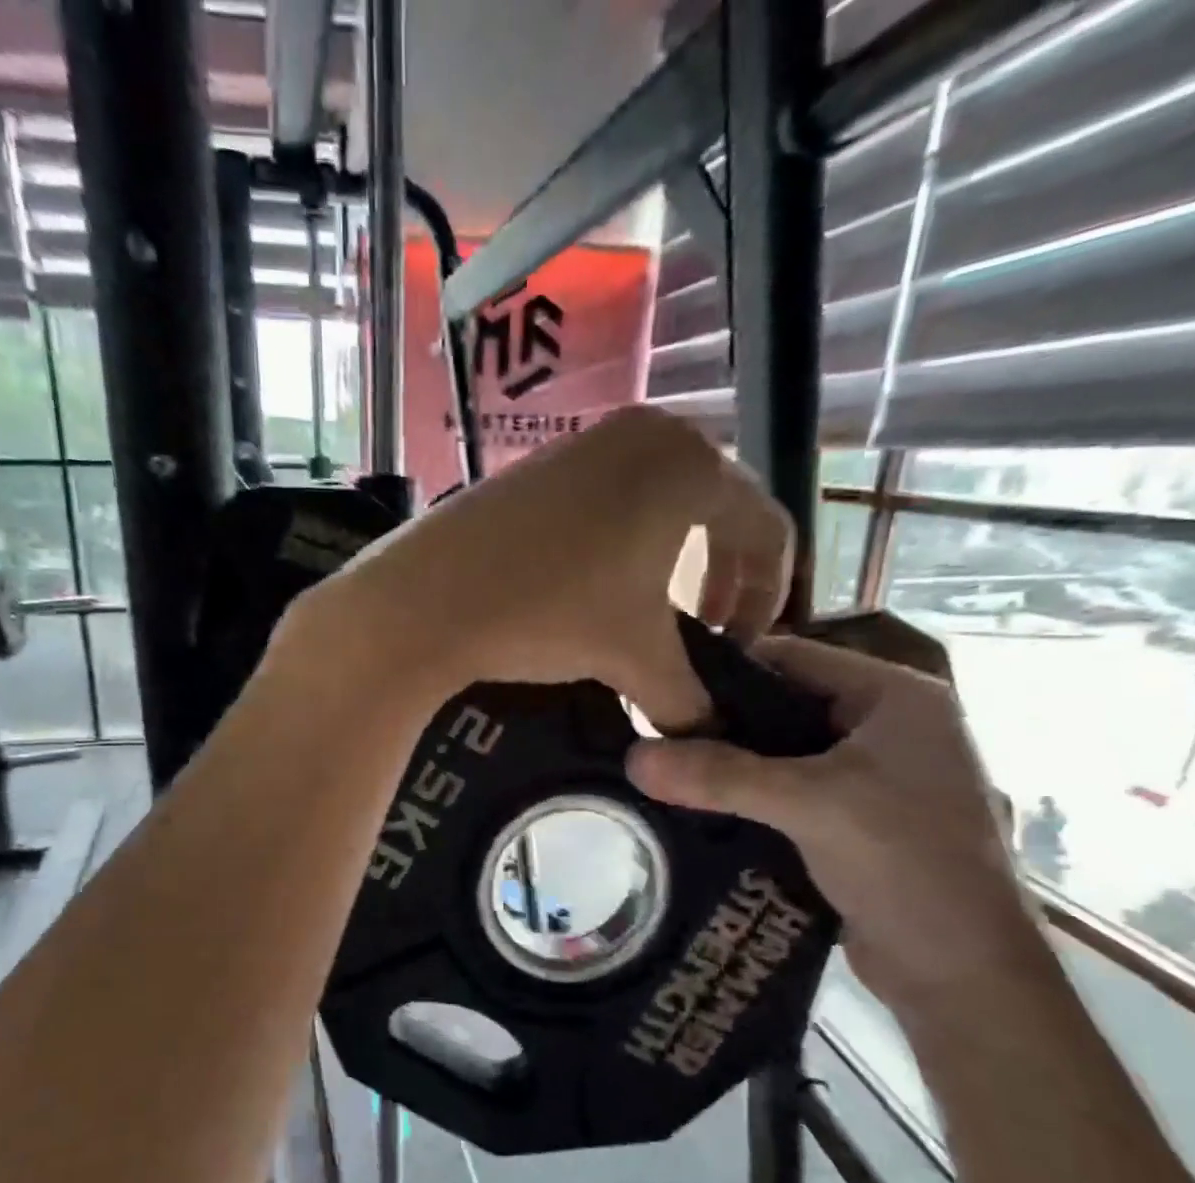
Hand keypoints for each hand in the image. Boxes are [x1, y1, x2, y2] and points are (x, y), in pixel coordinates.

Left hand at [297, 406, 794, 729]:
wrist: (427, 598)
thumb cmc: (551, 614)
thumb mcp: (636, 658)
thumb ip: (688, 699)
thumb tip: (709, 735)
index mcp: (692, 467)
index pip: (766, 530)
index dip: (767, 597)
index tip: (740, 647)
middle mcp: (649, 434)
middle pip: (716, 510)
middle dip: (720, 577)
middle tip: (705, 631)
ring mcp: (589, 442)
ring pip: (660, 504)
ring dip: (669, 563)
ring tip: (649, 616)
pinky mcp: (542, 462)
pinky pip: (610, 500)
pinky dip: (622, 545)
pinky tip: (595, 590)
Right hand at [625, 634, 1037, 1011]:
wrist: (962, 975)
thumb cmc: (905, 864)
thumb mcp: (810, 806)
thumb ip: (719, 776)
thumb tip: (632, 757)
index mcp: (894, 696)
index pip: (792, 656)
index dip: (724, 669)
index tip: (660, 688)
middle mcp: (884, 725)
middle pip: (781, 704)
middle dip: (719, 722)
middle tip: (650, 735)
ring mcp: (871, 774)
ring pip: (779, 752)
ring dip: (727, 764)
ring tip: (661, 768)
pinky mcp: (853, 818)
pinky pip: (785, 790)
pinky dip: (744, 796)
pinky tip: (694, 805)